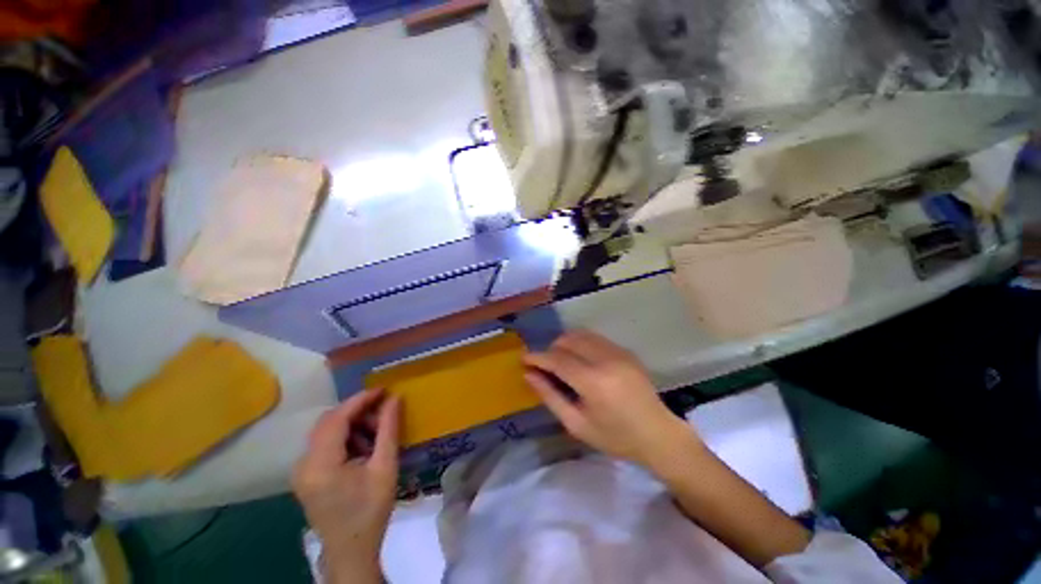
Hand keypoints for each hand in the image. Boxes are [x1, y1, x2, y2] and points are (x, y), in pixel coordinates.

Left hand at [292, 388, 401, 583]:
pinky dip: (346, 438)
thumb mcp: (385, 468)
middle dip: (358, 412)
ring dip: (353, 425)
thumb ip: (388, 429)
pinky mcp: (306, 475)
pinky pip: (325, 444)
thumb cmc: (371, 511)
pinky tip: (364, 449)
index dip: (360, 400)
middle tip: (384, 414)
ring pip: (326, 431)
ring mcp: (301, 470)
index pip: (336, 418)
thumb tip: (394, 399)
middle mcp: (303, 464)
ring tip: (377, 435)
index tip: (384, 390)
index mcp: (320, 465)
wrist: (351, 551)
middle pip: (328, 422)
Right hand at [522, 330, 698, 469]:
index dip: (537, 357)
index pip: (557, 359)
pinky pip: (595, 339)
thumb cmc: (615, 437)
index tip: (524, 359)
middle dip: (551, 349)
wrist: (658, 435)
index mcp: (593, 382)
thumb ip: (550, 396)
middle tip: (545, 366)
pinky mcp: (625, 351)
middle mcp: (605, 360)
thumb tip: (528, 375)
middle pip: (568, 340)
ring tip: (561, 362)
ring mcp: (618, 352)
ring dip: (565, 344)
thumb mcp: (577, 424)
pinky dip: (581, 344)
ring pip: (581, 335)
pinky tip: (581, 361)